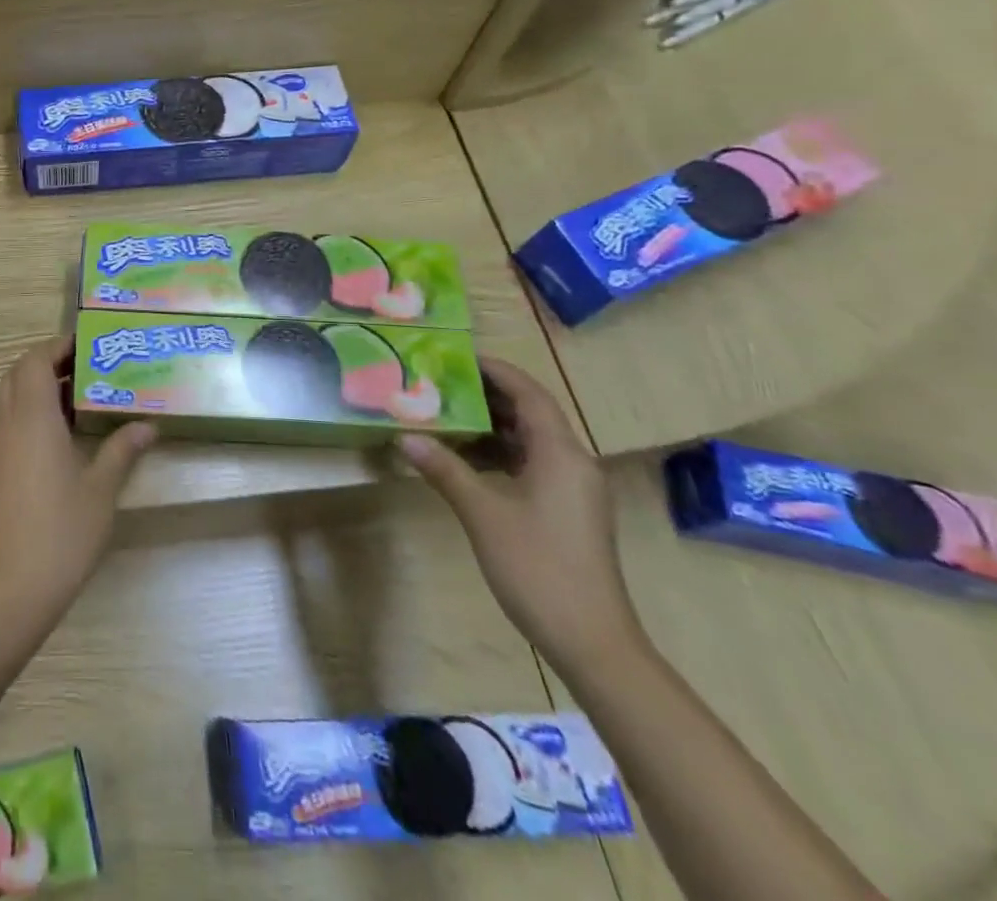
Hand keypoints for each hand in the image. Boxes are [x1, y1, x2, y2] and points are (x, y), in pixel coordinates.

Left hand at [0, 338, 155, 650]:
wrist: (8, 590)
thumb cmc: (62, 533)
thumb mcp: (101, 490)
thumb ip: (122, 450)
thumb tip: (148, 426)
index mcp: (31, 416)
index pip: (35, 360)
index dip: (58, 347)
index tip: (87, 347)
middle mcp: (2, 422)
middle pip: (17, 374)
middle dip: (46, 364)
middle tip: (84, 372)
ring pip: (5, 398)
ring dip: (32, 389)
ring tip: (71, 402)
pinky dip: (20, 414)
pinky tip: (49, 440)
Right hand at [399, 357, 644, 675]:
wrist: (592, 641)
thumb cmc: (538, 568)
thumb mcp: (483, 514)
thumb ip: (445, 470)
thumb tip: (405, 436)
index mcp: (561, 454)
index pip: (529, 394)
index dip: (496, 371)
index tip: (456, 356)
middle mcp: (573, 462)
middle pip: (531, 412)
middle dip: (488, 394)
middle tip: (441, 382)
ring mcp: (573, 488)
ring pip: (531, 439)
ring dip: (492, 424)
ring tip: (446, 413)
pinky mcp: (567, 509)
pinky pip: (532, 463)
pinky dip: (500, 452)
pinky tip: (466, 457)